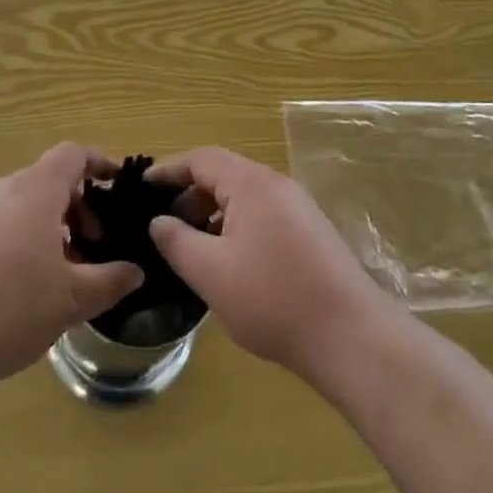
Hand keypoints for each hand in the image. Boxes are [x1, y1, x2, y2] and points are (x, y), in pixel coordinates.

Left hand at [0, 144, 142, 398]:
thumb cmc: (9, 310)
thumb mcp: (71, 301)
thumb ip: (109, 281)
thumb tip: (135, 271)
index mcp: (35, 190)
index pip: (72, 154)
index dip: (98, 163)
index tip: (115, 188)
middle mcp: (0, 189)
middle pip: (45, 181)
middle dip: (74, 207)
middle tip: (88, 247)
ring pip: (17, 206)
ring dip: (42, 228)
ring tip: (52, 275)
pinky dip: (11, 242)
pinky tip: (9, 290)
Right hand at [146, 148, 396, 381]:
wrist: (350, 334)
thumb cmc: (273, 298)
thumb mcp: (211, 273)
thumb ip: (177, 242)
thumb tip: (159, 221)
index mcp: (250, 182)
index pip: (201, 158)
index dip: (169, 170)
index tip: (142, 188)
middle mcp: (276, 184)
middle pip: (224, 174)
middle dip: (190, 195)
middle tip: (164, 226)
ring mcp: (298, 207)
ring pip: (244, 197)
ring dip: (214, 214)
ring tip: (193, 248)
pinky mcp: (311, 232)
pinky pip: (264, 215)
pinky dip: (238, 227)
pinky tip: (231, 263)